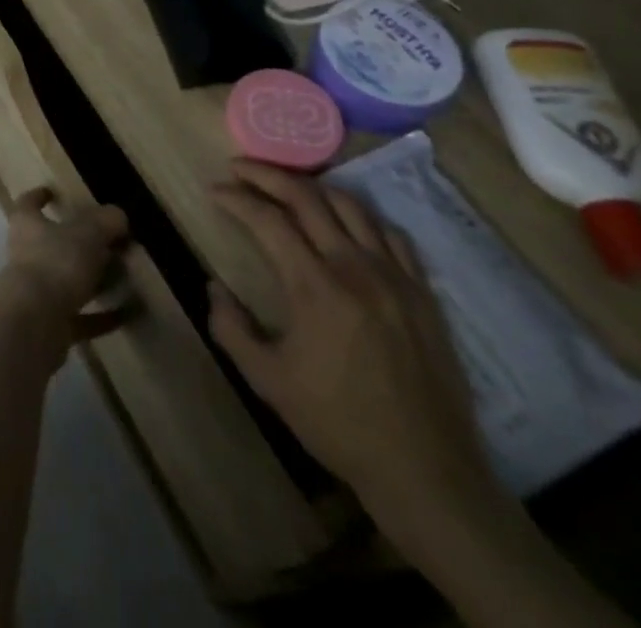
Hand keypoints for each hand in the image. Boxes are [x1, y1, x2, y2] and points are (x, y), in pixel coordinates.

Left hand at [0, 187, 129, 344]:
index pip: (28, 204)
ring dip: (92, 280)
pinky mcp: (49, 325)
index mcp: (27, 225)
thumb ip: (104, 221)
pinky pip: (80, 317)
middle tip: (110, 242)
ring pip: (66, 280)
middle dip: (78, 243)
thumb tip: (117, 215)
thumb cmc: (55, 264)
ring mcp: (35, 292)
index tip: (53, 192)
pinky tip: (128, 314)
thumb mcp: (87, 234)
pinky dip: (102, 316)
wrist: (33, 324)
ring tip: (124, 277)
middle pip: (51, 244)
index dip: (39, 196)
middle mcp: (26, 255)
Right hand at [206, 161, 500, 523]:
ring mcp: (394, 277)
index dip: (235, 198)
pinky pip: (390, 233)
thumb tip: (214, 287)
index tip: (213, 190)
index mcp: (314, 287)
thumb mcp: (267, 381)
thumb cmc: (338, 424)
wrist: (426, 472)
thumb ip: (231, 328)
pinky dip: (359, 216)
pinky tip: (345, 222)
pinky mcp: (422, 292)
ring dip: (311, 187)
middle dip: (266, 174)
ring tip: (287, 186)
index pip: (267, 219)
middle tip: (240, 168)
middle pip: (306, 197)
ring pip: (350, 205)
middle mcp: (354, 268)